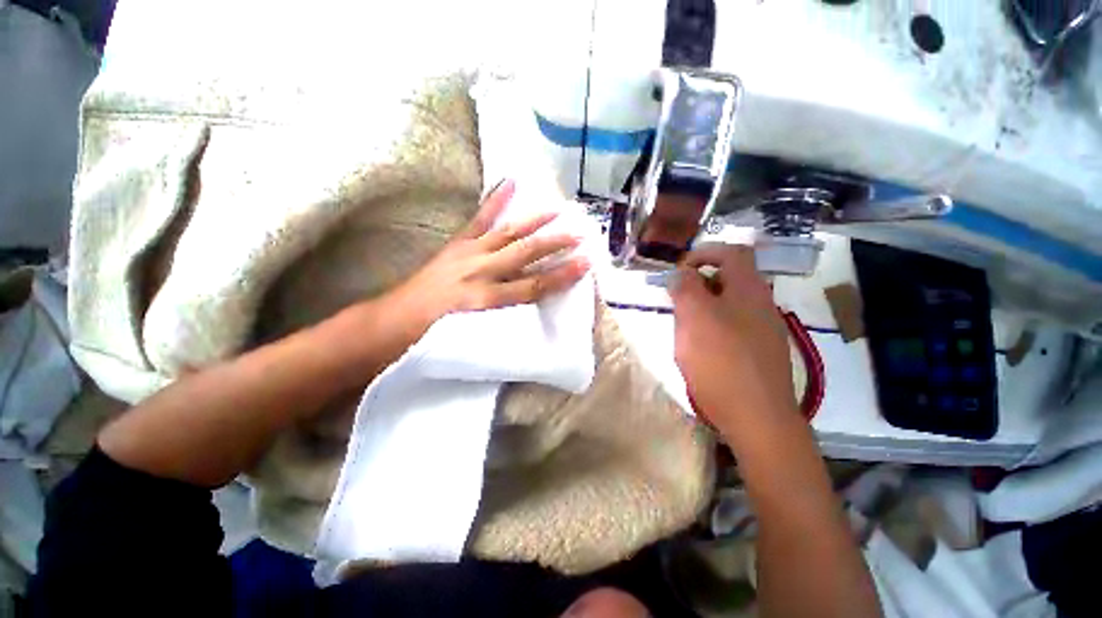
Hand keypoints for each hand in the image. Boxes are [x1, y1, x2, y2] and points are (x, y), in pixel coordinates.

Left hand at [383, 179, 589, 336]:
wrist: (396, 321)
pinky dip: (495, 201)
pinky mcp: (457, 244)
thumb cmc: (437, 336)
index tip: (585, 264)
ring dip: (533, 221)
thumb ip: (507, 321)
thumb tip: (536, 310)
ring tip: (556, 209)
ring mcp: (467, 254)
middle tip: (579, 234)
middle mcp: (480, 273)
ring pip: (506, 234)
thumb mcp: (476, 336)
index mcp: (486, 301)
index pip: (533, 287)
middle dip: (554, 244)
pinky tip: (509, 183)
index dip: (561, 276)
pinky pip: (479, 219)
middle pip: (524, 255)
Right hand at [670, 245, 797, 434]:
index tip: (679, 270)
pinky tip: (701, 347)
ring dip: (704, 306)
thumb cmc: (720, 360)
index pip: (731, 252)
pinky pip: (733, 326)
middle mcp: (762, 304)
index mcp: (749, 289)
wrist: (756, 417)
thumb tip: (682, 274)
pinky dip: (714, 326)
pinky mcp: (760, 351)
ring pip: (729, 304)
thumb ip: (686, 288)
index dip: (704, 253)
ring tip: (684, 325)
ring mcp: (764, 329)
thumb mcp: (694, 316)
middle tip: (677, 301)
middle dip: (699, 283)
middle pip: (730, 279)